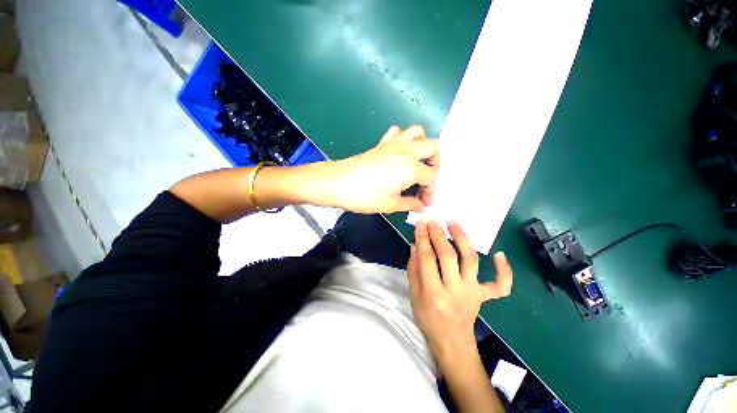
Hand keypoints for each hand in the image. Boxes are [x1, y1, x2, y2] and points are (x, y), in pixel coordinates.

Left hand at [324, 125, 439, 213]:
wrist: (337, 183)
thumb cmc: (365, 196)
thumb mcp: (390, 205)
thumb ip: (410, 204)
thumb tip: (420, 206)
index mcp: (411, 168)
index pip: (431, 177)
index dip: (430, 192)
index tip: (424, 202)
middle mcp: (406, 151)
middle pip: (433, 147)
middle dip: (436, 163)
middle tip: (427, 178)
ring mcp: (393, 143)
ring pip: (417, 132)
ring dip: (422, 145)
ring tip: (418, 161)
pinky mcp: (381, 143)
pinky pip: (397, 132)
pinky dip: (403, 138)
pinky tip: (399, 152)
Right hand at [407, 220, 512, 356]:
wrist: (452, 342)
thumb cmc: (428, 319)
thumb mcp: (413, 296)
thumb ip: (414, 270)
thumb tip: (415, 246)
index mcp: (433, 293)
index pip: (427, 258)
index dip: (423, 238)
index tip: (421, 223)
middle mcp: (455, 290)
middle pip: (448, 256)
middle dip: (439, 235)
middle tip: (434, 220)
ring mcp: (473, 292)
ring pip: (471, 260)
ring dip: (463, 239)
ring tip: (455, 223)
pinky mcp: (484, 296)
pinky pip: (501, 286)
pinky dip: (505, 271)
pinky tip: (500, 255)